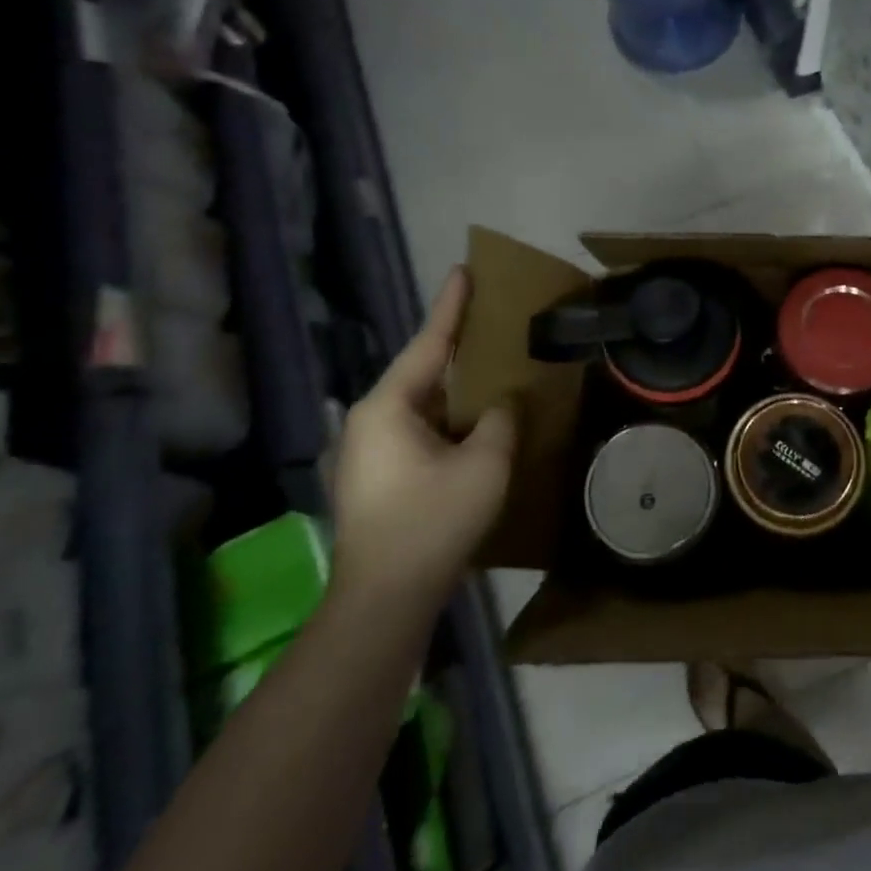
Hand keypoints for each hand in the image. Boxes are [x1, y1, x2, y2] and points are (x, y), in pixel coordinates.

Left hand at [330, 268, 515, 613]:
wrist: (385, 598)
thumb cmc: (434, 521)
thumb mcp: (485, 464)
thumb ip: (500, 420)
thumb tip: (502, 404)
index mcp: (387, 408)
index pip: (428, 344)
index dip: (450, 307)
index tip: (463, 272)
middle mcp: (368, 422)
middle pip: (421, 373)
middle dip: (455, 350)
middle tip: (488, 325)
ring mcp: (367, 453)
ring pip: (420, 406)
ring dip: (454, 392)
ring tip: (488, 374)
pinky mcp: (375, 479)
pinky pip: (418, 432)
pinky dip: (447, 421)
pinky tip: (472, 426)